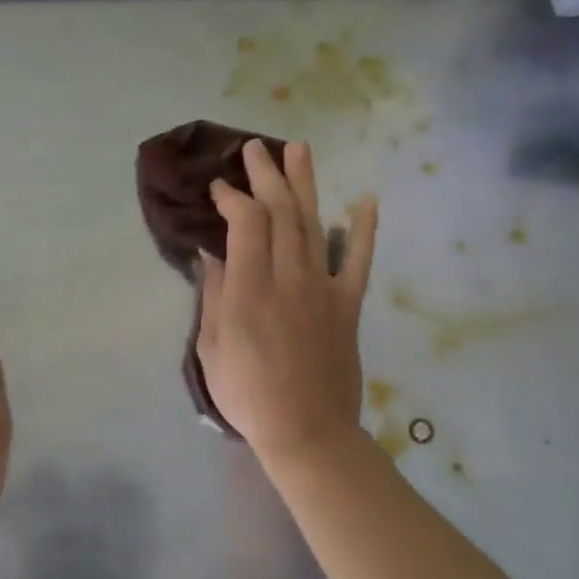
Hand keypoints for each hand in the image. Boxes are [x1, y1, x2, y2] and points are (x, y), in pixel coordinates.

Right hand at [198, 141, 377, 465]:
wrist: (307, 430)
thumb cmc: (247, 393)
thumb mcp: (212, 347)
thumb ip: (214, 295)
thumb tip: (212, 253)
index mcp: (249, 289)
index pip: (245, 223)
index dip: (232, 197)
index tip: (219, 187)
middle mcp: (288, 277)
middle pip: (280, 212)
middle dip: (266, 175)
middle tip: (255, 148)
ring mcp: (323, 288)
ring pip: (313, 223)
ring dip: (305, 184)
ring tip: (298, 150)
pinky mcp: (347, 304)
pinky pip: (358, 260)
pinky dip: (363, 229)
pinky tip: (366, 201)